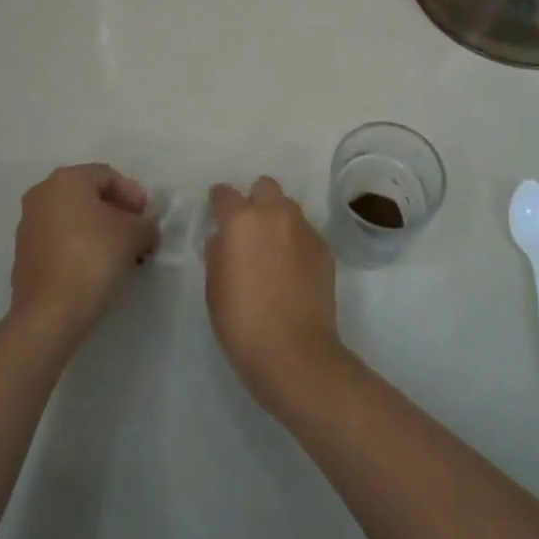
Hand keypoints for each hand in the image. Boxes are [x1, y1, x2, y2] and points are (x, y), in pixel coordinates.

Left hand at [10, 164, 160, 350]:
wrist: (50, 313)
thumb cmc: (94, 257)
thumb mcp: (134, 234)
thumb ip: (145, 223)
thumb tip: (145, 228)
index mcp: (66, 179)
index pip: (108, 176)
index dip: (133, 194)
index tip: (147, 219)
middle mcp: (42, 195)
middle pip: (88, 195)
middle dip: (116, 212)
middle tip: (137, 233)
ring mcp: (28, 226)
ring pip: (73, 219)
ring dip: (99, 230)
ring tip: (120, 253)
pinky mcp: (24, 256)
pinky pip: (60, 240)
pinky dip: (80, 246)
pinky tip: (97, 267)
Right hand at [204, 177, 343, 416]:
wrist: (294, 351)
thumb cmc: (242, 322)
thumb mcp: (214, 287)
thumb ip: (217, 252)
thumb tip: (224, 238)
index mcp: (242, 220)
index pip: (225, 194)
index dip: (219, 201)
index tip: (217, 213)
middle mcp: (275, 214)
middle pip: (265, 186)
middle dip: (255, 200)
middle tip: (249, 229)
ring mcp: (304, 229)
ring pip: (288, 207)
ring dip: (278, 219)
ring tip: (273, 249)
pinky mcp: (324, 248)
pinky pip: (305, 232)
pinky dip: (296, 242)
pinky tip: (293, 269)